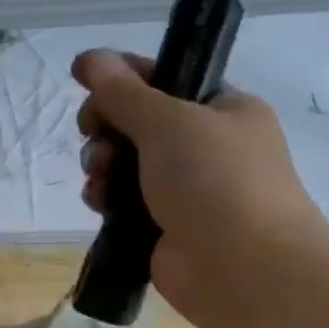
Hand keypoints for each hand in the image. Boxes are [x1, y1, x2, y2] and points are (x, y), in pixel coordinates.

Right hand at [73, 49, 328, 316]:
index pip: (165, 79)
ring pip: (126, 164)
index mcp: (223, 109)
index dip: (123, 78)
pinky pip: (124, 202)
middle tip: (93, 136)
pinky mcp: (164, 227)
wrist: (241, 269)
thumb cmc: (214, 181)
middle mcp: (207, 146)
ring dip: (102, 165)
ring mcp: (186, 190)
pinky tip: (98, 203)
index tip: (87, 86)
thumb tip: (87, 57)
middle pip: (138, 123)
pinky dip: (107, 198)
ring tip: (97, 178)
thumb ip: (122, 91)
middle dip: (107, 128)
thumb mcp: (167, 122)